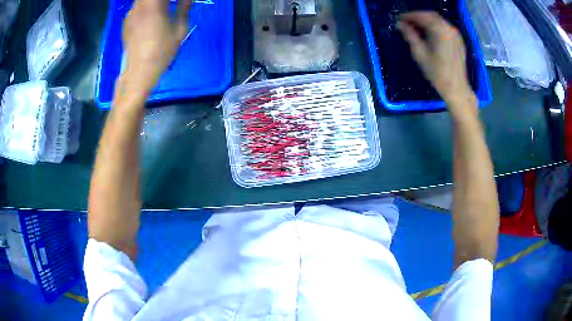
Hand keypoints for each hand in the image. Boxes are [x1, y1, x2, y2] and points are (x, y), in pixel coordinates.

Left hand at [122, 0, 191, 92]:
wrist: (139, 71)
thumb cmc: (162, 50)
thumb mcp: (180, 27)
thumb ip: (184, 6)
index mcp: (154, 3)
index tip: (180, 2)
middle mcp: (139, 5)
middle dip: (163, 1)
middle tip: (171, 6)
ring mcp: (130, 13)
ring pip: (143, 1)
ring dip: (154, 3)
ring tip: (162, 12)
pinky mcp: (126, 22)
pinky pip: (137, 8)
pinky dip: (145, 8)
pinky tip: (150, 19)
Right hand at [397, 12, 476, 113]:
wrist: (457, 88)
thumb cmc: (437, 73)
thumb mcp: (420, 54)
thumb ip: (410, 35)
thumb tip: (400, 24)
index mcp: (439, 30)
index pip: (421, 16)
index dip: (409, 16)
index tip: (399, 20)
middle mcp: (449, 28)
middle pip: (431, 16)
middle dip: (418, 17)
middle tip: (407, 23)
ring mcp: (456, 34)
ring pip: (438, 21)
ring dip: (427, 22)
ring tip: (416, 29)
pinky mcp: (459, 41)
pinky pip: (445, 28)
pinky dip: (435, 27)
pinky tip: (429, 35)